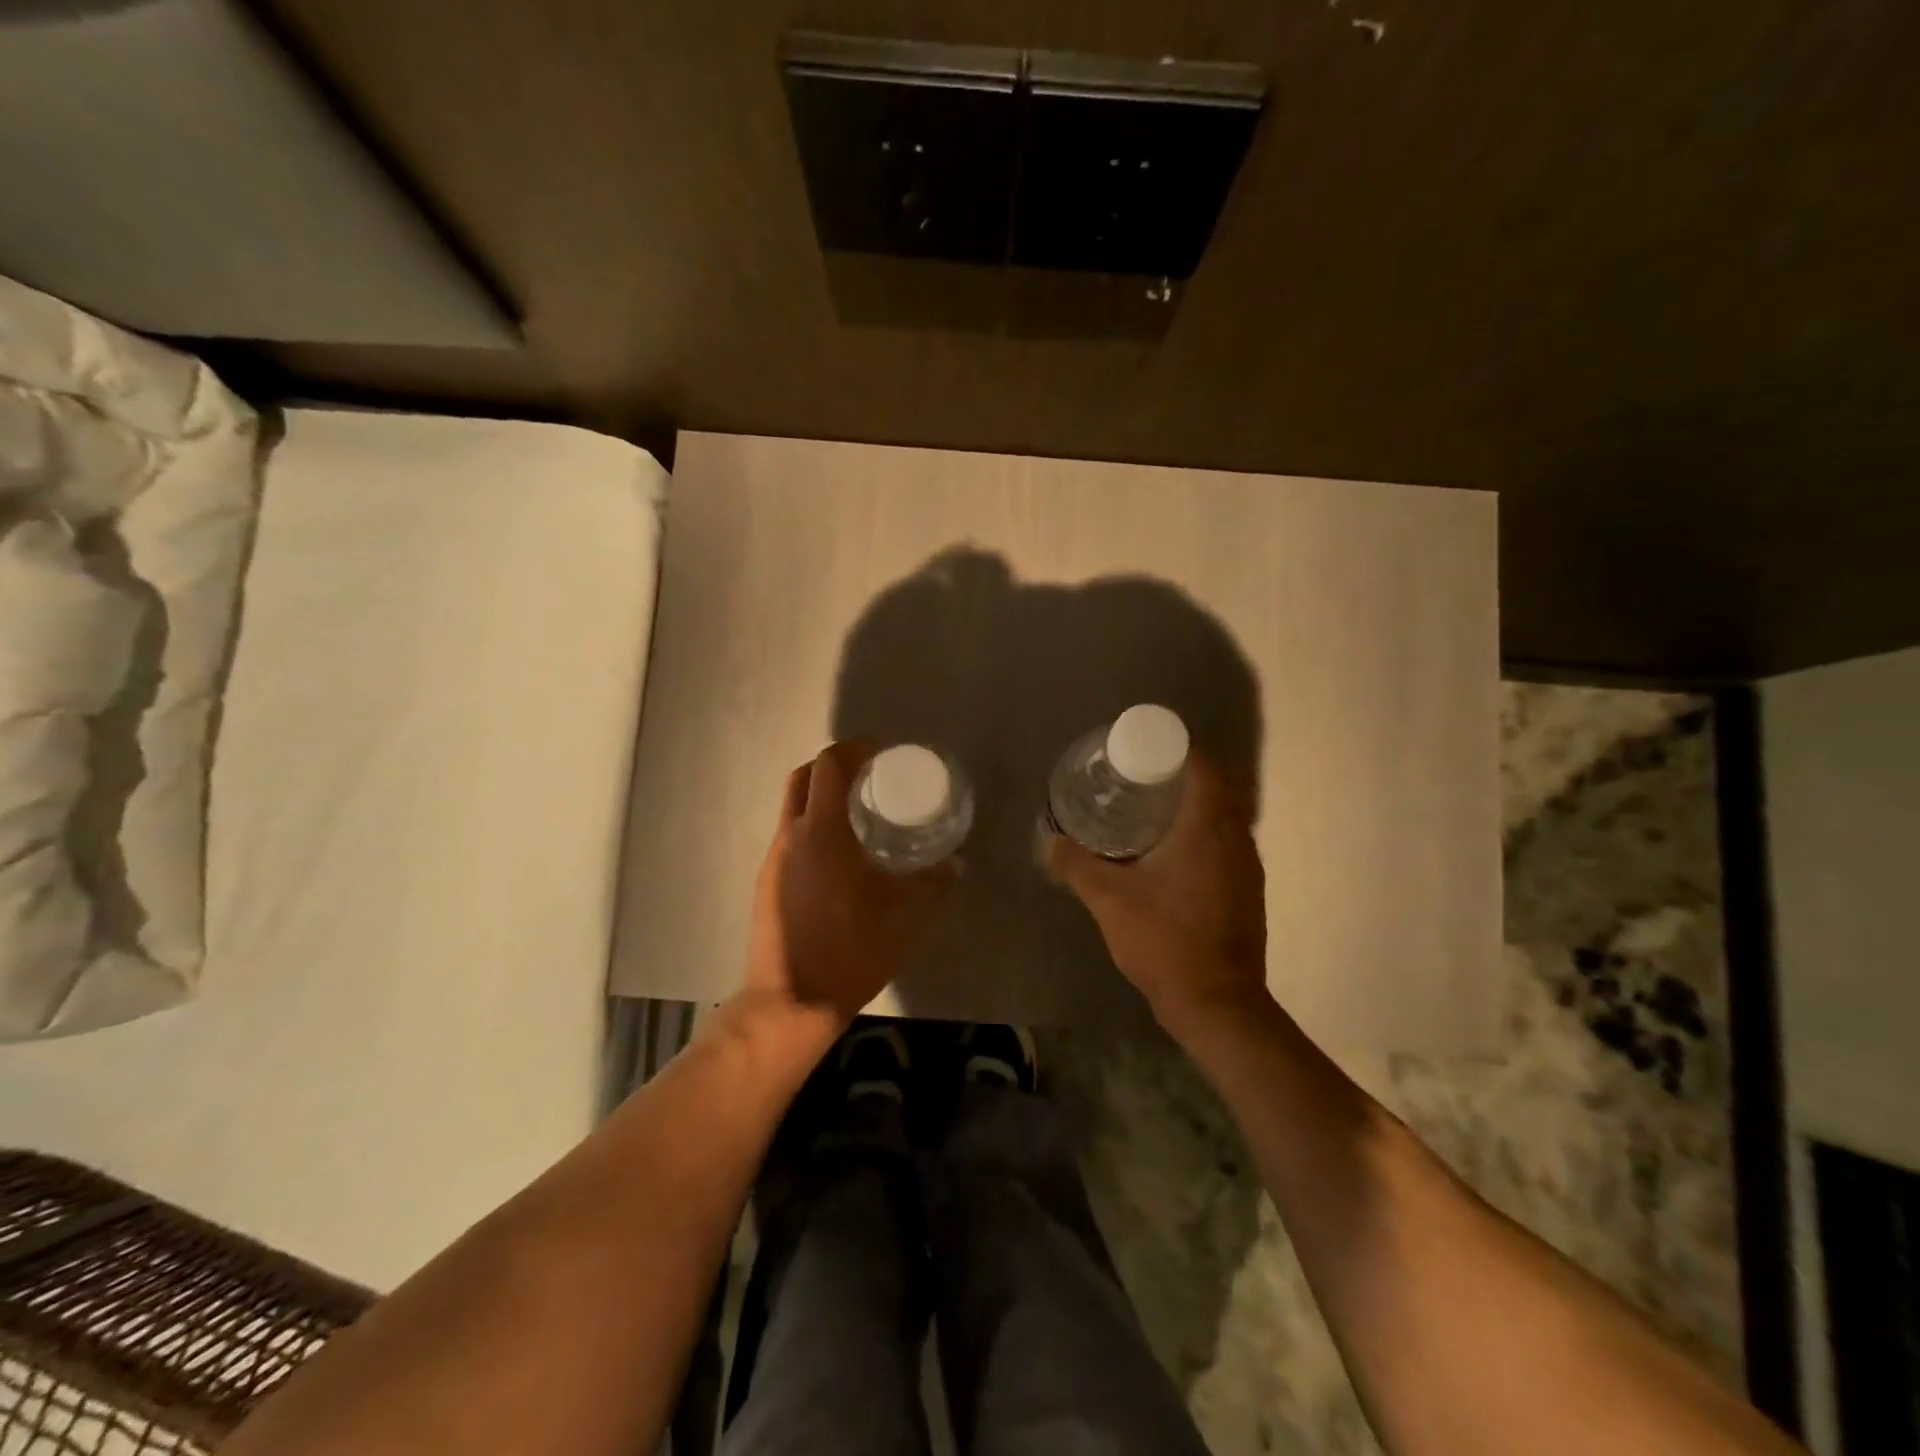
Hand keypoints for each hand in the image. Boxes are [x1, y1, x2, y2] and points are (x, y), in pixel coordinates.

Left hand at [746, 740, 956, 1025]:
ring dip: (823, 796)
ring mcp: (773, 859)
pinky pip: (791, 834)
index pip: (829, 765)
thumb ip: (933, 883)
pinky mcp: (767, 882)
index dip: (855, 749)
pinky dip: (814, 825)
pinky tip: (840, 854)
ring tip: (860, 814)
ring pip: (794, 806)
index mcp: (821, 833)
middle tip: (871, 778)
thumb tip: (955, 863)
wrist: (791, 1003)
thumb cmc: (850, 951)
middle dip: (836, 766)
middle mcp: (790, 836)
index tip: (882, 753)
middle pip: (804, 776)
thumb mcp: (904, 916)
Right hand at [1044, 752, 1268, 1031]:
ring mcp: (1247, 869)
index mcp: (1208, 830)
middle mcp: (1236, 841)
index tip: (1145, 751)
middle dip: (1182, 777)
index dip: (1179, 751)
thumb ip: (1077, 866)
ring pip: (1224, 819)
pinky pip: (1226, 845)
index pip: (1204, 769)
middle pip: (1217, 790)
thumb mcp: (1109, 900)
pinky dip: (1202, 836)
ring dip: (1194, 808)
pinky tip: (1170, 855)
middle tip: (1140, 779)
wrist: (1217, 1004)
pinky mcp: (1247, 893)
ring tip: (1150, 811)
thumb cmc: (1165, 941)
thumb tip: (1049, 841)